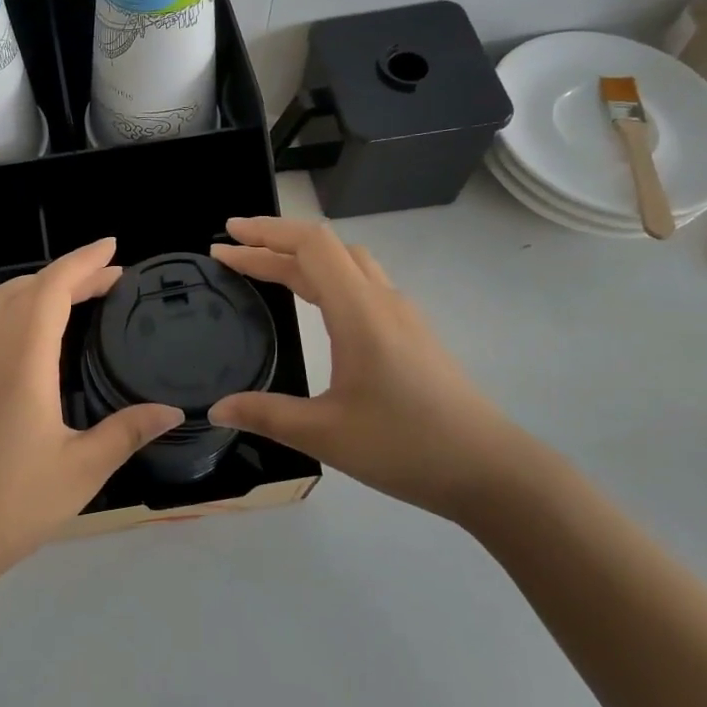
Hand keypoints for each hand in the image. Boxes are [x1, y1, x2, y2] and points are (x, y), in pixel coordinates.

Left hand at [0, 238, 183, 586]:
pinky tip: (12, 326)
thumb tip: (173, 410)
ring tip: (68, 294)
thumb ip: (127, 431)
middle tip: (107, 280)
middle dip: (67, 274)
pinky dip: (0, 308)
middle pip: (25, 289)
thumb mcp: (82, 470)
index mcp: (22, 362)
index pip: (51, 290)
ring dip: (33, 287)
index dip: (82, 263)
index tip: (113, 249)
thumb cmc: (13, 504)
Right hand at [206, 216, 540, 521]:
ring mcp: (402, 315)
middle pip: (325, 248)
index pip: (310, 246)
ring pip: (348, 263)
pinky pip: (362, 283)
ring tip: (267, 269)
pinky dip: (326, 276)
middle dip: (275, 242)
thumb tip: (216, 409)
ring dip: (304, 257)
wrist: (490, 470)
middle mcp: (382, 300)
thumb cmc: (406, 447)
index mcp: (360, 311)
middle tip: (232, 252)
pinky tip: (317, 303)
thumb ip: (266, 415)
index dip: (265, 235)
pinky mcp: (412, 333)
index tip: (227, 238)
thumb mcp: (325, 434)